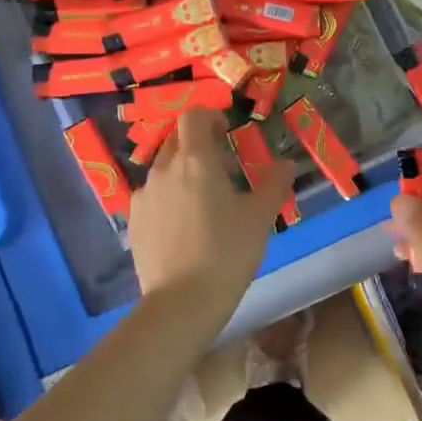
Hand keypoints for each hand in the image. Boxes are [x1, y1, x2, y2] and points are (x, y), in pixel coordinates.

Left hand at [131, 109, 295, 322]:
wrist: (181, 303)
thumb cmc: (226, 252)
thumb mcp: (260, 217)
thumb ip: (274, 183)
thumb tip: (287, 163)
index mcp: (194, 160)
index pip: (193, 117)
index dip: (210, 117)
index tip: (226, 130)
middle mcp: (163, 170)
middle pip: (176, 140)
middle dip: (198, 144)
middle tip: (222, 166)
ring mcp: (143, 196)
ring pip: (163, 169)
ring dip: (183, 172)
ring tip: (205, 200)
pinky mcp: (134, 222)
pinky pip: (153, 196)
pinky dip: (169, 197)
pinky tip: (185, 225)